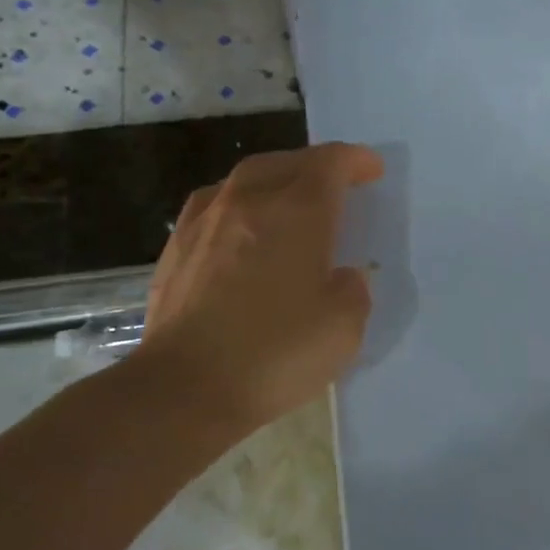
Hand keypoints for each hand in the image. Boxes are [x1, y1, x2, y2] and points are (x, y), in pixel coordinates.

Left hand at [133, 143, 383, 432]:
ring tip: (290, 197)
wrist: (183, 388)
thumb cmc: (274, 353)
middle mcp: (251, 201)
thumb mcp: (344, 327)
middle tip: (337, 183)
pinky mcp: (177, 246)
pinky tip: (241, 225)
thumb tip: (342, 275)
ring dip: (277, 178)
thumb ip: (353, 289)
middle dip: (318, 165)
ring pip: (247, 177)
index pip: (332, 164)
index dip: (356, 161)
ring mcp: (207, 220)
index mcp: (299, 212)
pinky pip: (215, 203)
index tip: (372, 170)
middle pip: (288, 162)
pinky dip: (239, 202)